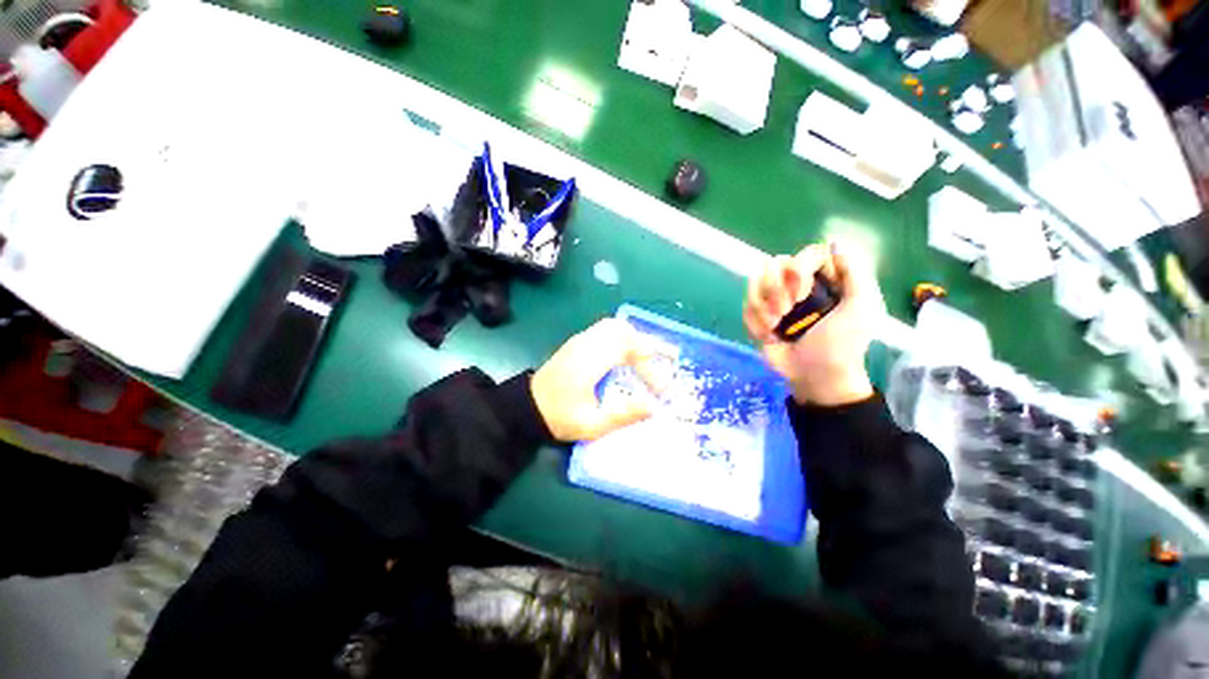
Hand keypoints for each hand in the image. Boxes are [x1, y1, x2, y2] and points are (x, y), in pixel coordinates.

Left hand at [531, 318, 663, 441]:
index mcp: (589, 362)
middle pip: (622, 330)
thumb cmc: (559, 417)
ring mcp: (580, 340)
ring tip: (644, 363)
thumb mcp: (592, 425)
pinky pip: (605, 330)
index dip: (649, 367)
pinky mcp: (577, 342)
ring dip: (634, 340)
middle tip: (655, 369)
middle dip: (644, 347)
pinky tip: (625, 357)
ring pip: (614, 326)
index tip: (659, 390)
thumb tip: (654, 408)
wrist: (527, 407)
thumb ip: (624, 416)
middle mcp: (586, 344)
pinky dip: (622, 339)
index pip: (628, 350)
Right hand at [743, 242, 884, 406]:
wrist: (814, 375)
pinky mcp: (758, 315)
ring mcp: (775, 299)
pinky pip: (746, 305)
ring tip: (776, 327)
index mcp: (825, 280)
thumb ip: (855, 273)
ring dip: (764, 307)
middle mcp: (798, 285)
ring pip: (755, 282)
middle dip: (777, 290)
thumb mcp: (862, 308)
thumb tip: (834, 243)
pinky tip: (768, 335)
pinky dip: (755, 321)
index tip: (804, 293)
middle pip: (775, 264)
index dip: (799, 269)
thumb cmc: (842, 343)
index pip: (806, 254)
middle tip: (788, 312)